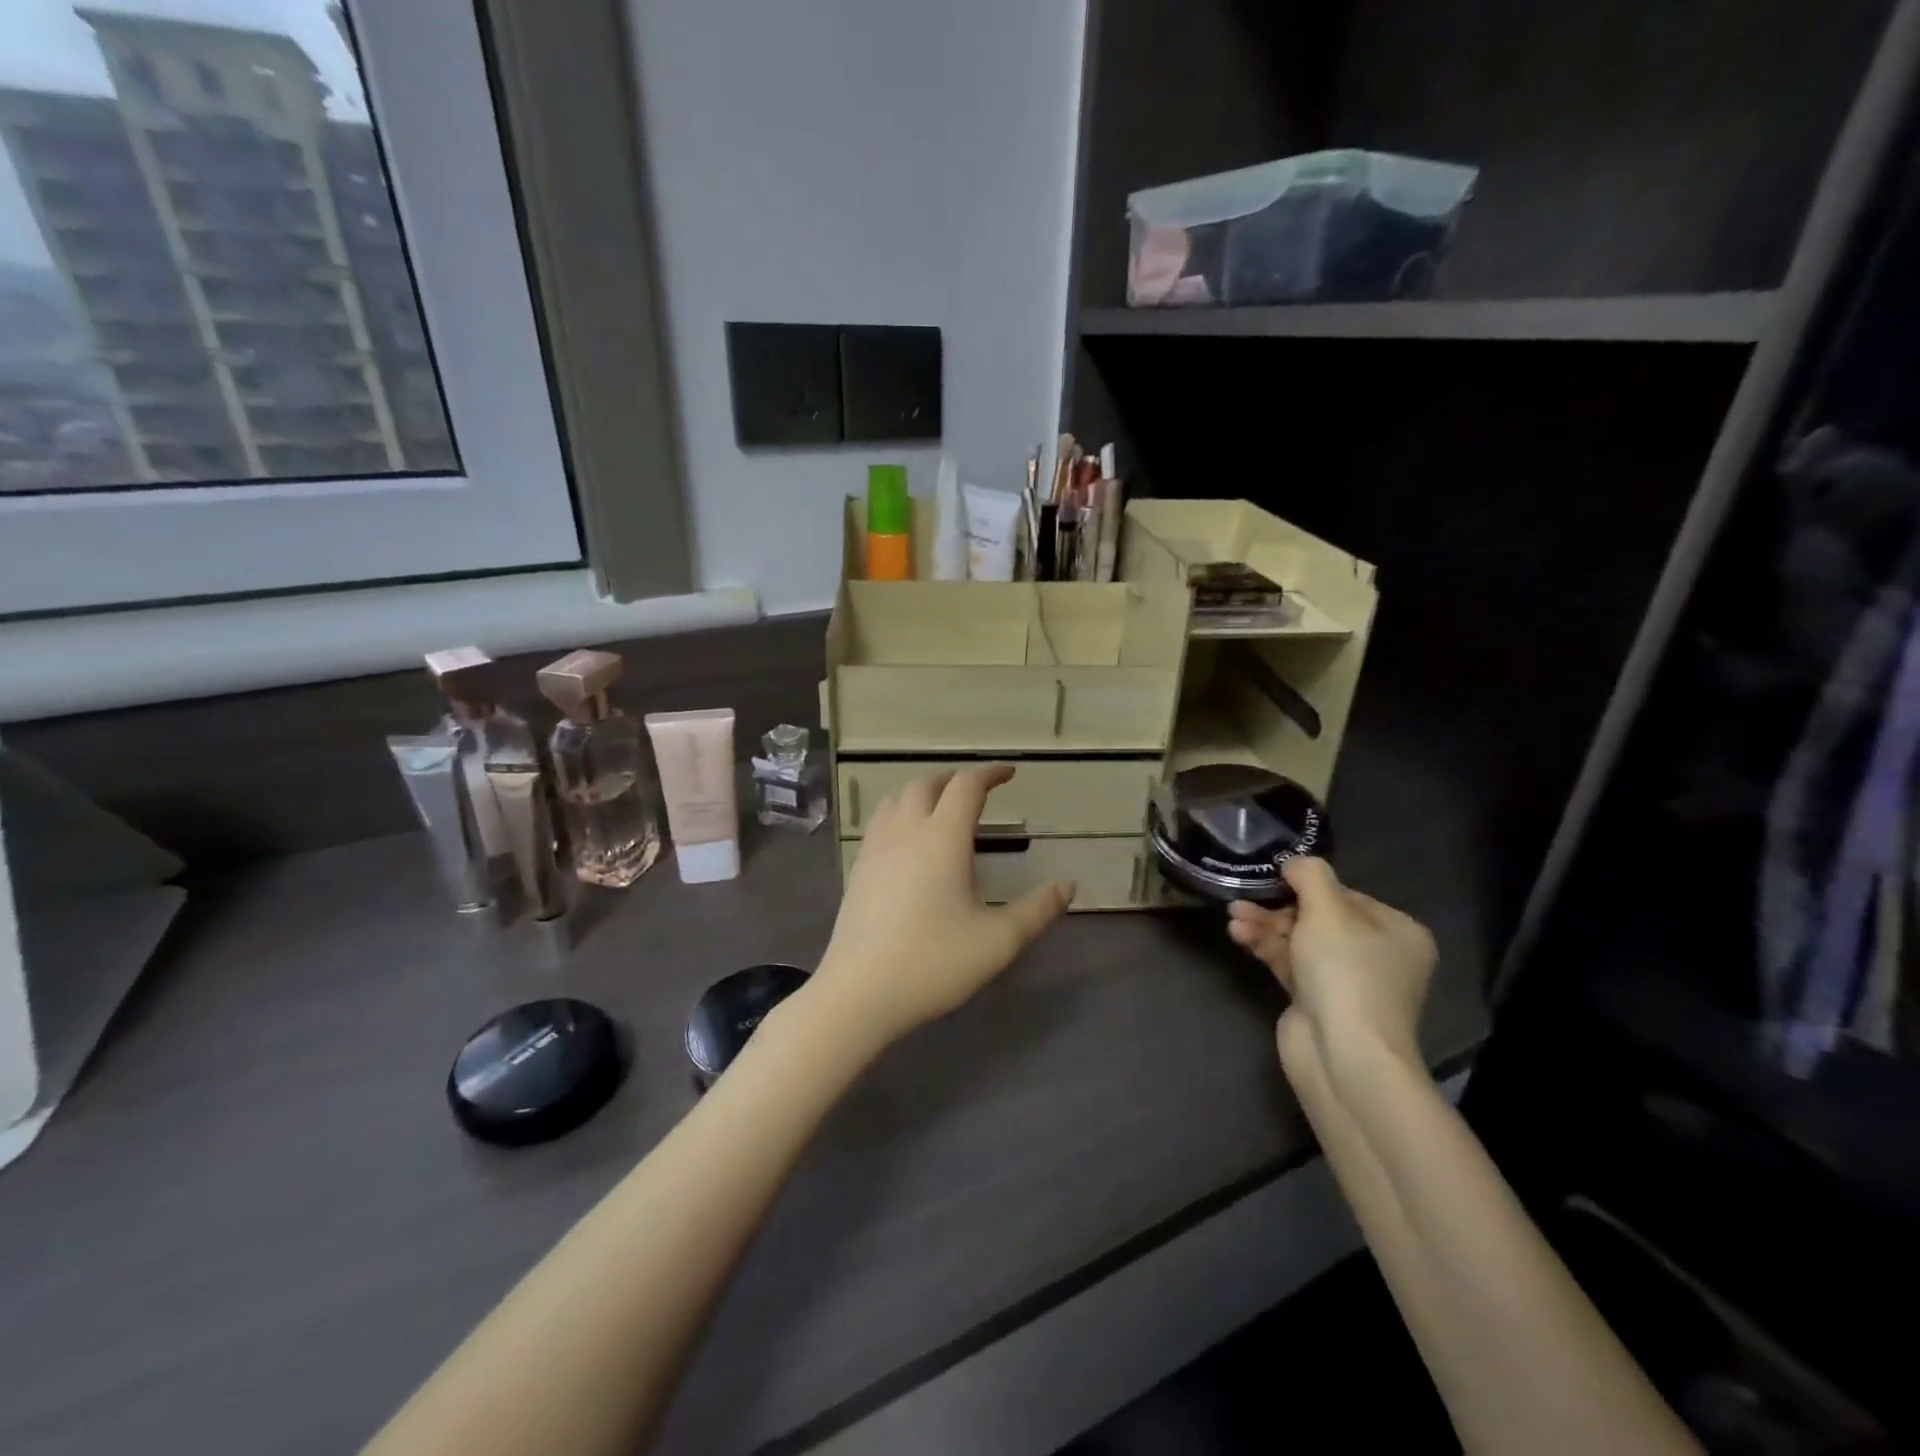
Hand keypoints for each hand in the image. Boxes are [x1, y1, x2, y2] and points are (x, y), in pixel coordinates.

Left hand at [808, 766, 1073, 1049]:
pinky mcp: (858, 868)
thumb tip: (1068, 886)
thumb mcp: (998, 941)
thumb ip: (1037, 910)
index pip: (966, 786)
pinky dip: (900, 810)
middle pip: (927, 783)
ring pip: (896, 797)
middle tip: (977, 791)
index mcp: (942, 837)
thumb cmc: (933, 963)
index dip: (989, 773)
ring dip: (923, 790)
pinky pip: (880, 820)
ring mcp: (875, 848)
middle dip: (954, 779)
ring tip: (941, 806)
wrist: (858, 993)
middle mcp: (906, 831)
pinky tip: (909, 840)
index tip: (1008, 773)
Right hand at [1226, 858, 1435, 1085]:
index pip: (1346, 895)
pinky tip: (1239, 935)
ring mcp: (1347, 981)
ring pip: (1299, 940)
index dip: (1306, 886)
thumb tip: (1294, 862)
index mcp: (1398, 931)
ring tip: (1233, 917)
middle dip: (1277, 907)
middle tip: (1242, 900)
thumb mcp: (1328, 912)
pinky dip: (1266, 948)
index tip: (1272, 879)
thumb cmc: (1346, 973)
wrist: (1344, 1057)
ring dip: (1265, 926)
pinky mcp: (1317, 1001)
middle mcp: (1378, 955)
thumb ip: (1310, 876)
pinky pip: (1289, 963)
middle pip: (1319, 917)